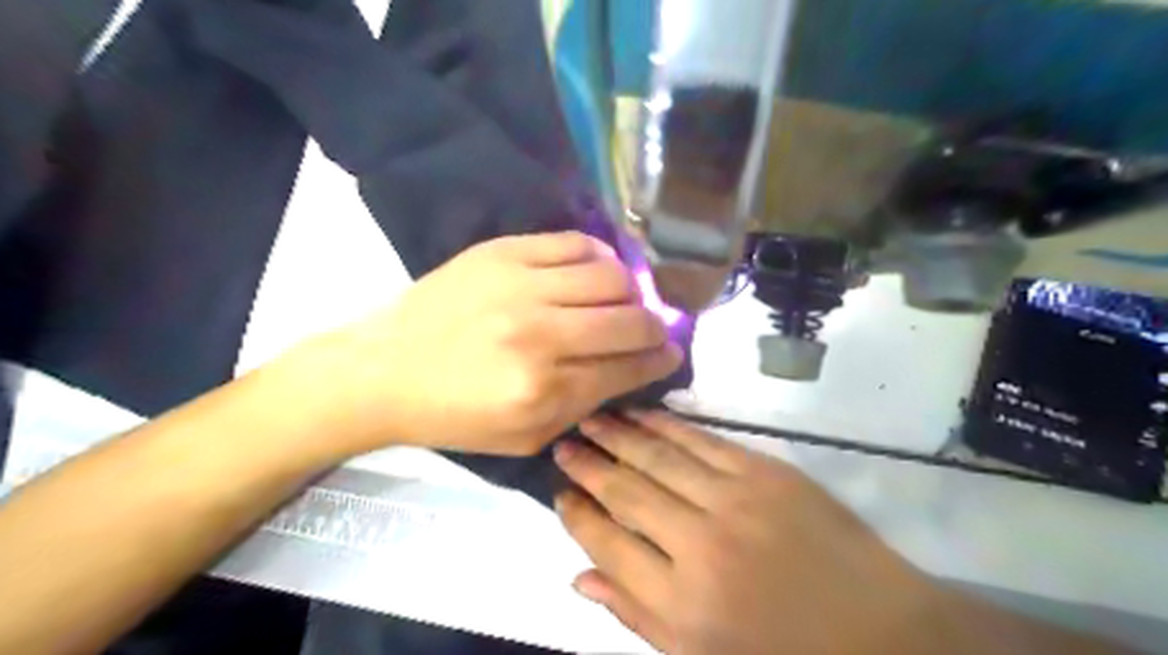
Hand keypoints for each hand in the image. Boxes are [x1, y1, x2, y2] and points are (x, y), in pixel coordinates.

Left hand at [287, 233, 680, 458]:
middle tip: (653, 330)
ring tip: (622, 301)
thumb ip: (586, 405)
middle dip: (656, 328)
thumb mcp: (526, 437)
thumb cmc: (456, 416)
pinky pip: (576, 242)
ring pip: (612, 276)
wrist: (386, 370)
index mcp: (543, 392)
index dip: (660, 360)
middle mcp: (540, 335)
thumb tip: (636, 367)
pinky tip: (596, 271)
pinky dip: (600, 257)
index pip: (628, 368)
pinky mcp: (504, 251)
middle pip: (631, 320)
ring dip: (630, 292)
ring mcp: (521, 286)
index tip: (671, 353)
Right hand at [553, 413, 941, 654]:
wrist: (878, 630)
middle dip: (588, 465)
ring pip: (658, 456)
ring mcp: (734, 499)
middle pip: (626, 491)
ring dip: (618, 434)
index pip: (606, 542)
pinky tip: (639, 414)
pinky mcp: (763, 471)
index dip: (576, 514)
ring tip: (589, 419)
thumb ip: (635, 614)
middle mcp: (699, 544)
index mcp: (680, 602)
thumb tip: (578, 577)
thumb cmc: (780, 651)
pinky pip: (700, 439)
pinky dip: (664, 424)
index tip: (557, 490)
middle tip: (562, 442)